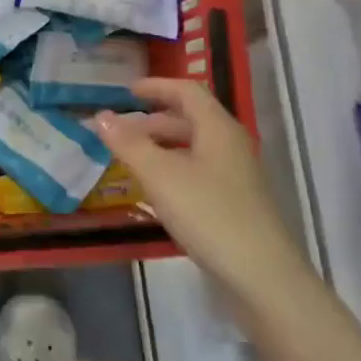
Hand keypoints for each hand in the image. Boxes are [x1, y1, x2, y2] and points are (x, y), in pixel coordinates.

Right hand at [94, 79, 300, 291]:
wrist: (260, 274)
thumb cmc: (208, 214)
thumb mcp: (160, 176)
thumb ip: (128, 144)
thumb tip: (100, 116)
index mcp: (218, 128)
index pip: (187, 91)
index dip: (156, 86)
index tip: (126, 92)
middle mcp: (231, 144)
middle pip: (190, 118)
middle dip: (153, 120)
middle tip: (120, 131)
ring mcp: (236, 174)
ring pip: (194, 146)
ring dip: (161, 145)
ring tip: (131, 159)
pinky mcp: (235, 200)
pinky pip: (199, 170)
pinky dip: (173, 168)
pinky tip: (156, 190)